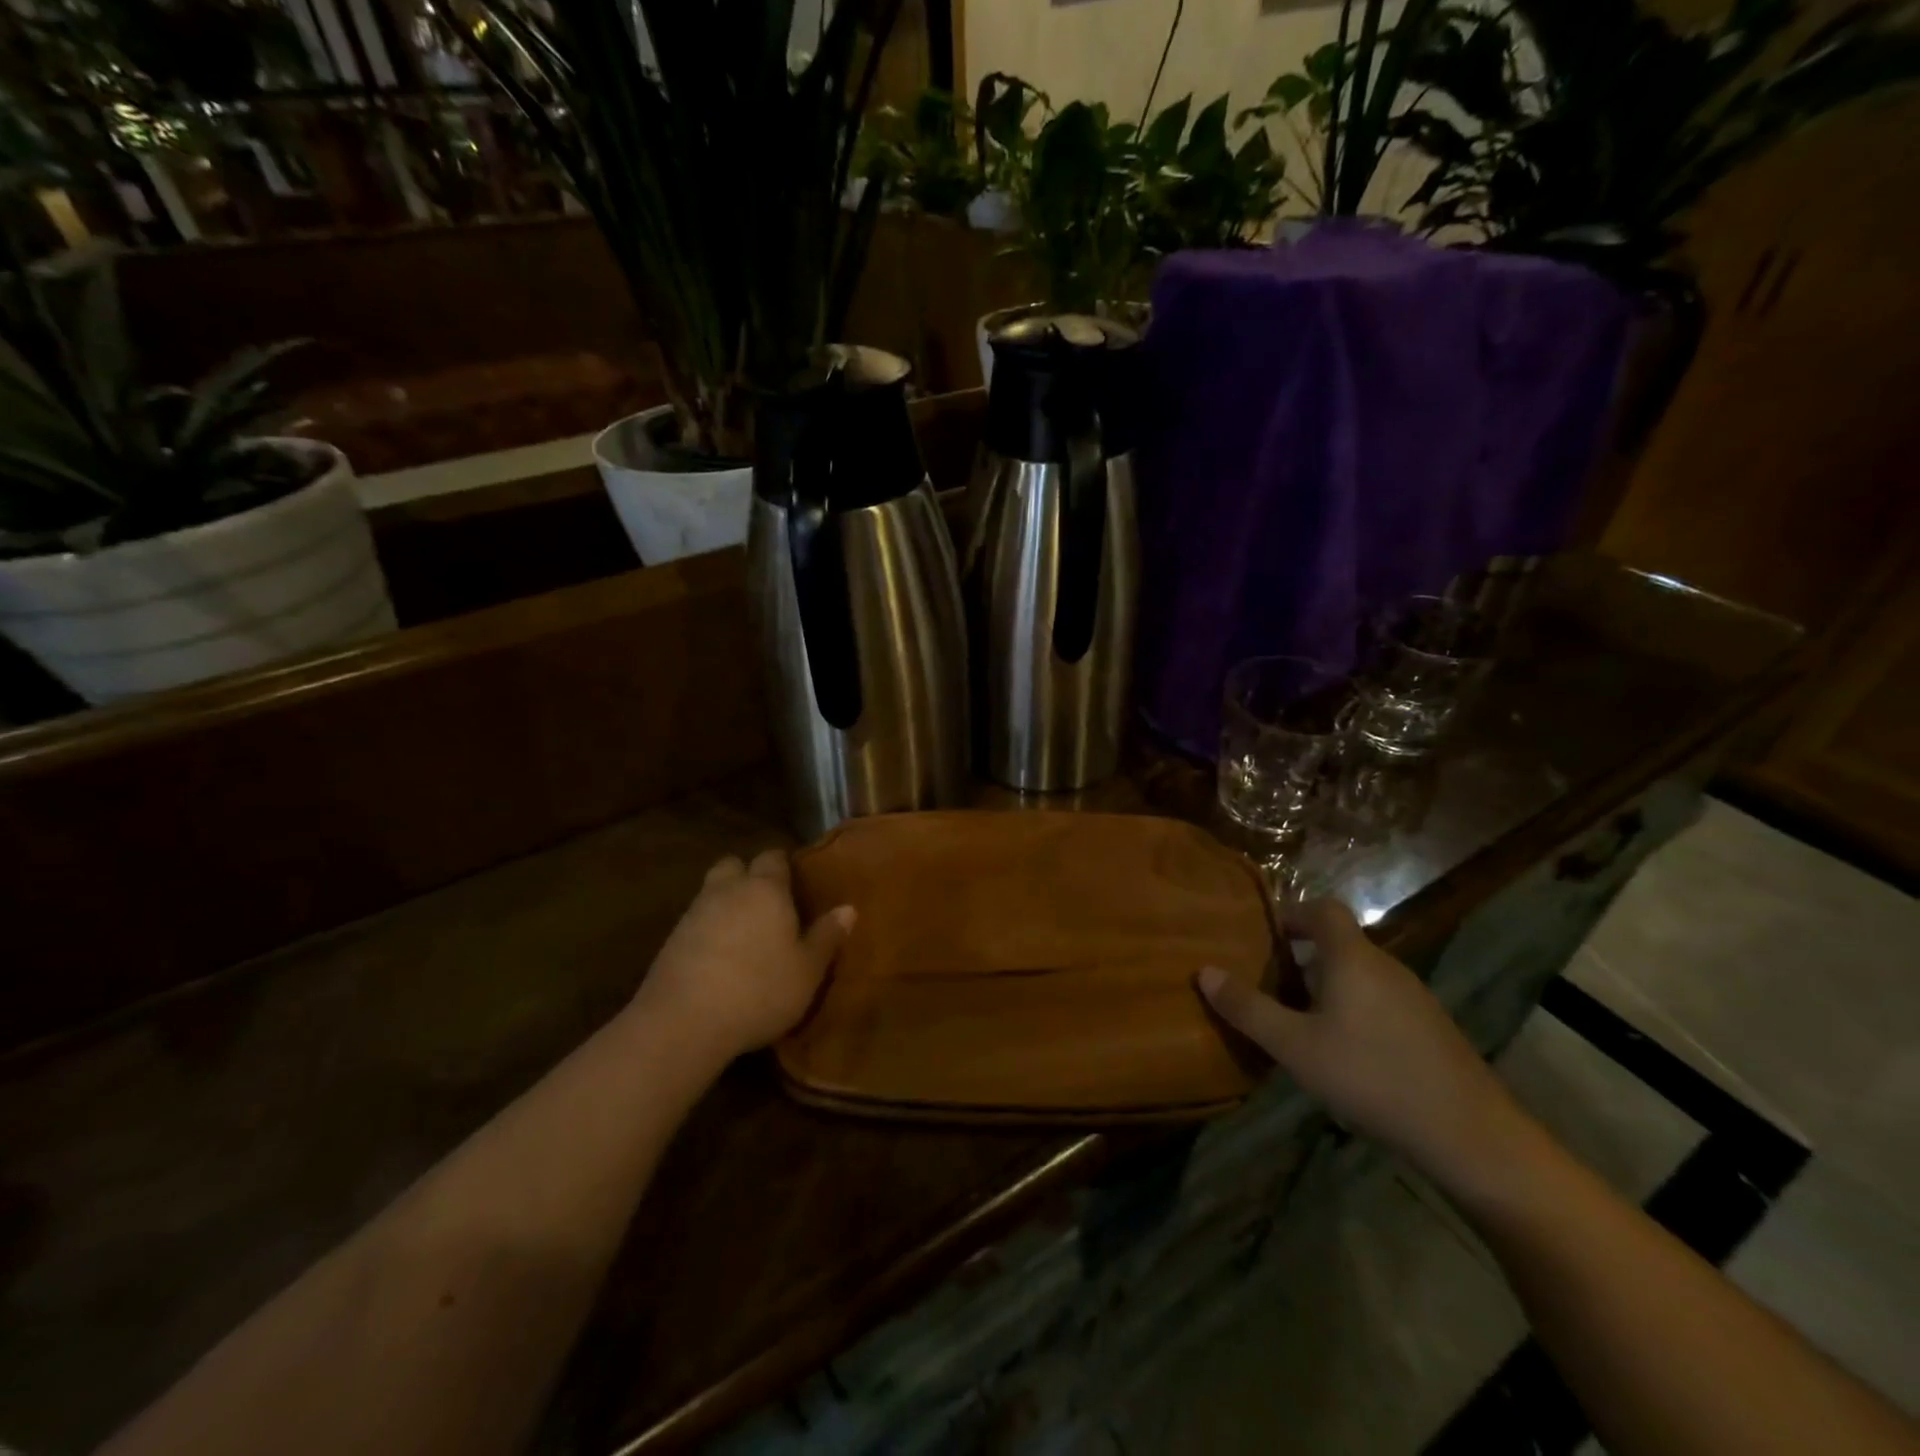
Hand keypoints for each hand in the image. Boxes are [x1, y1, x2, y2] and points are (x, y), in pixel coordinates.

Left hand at [633, 850, 855, 1067]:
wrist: (683, 1022)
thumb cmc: (759, 990)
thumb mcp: (807, 970)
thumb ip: (826, 936)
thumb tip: (848, 908)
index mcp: (765, 889)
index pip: (773, 858)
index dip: (783, 867)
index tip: (795, 885)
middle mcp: (728, 890)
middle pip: (734, 865)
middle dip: (747, 876)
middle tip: (766, 904)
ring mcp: (694, 913)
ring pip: (711, 892)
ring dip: (725, 903)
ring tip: (743, 934)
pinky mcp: (670, 940)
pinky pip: (694, 921)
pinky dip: (706, 930)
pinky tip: (718, 958)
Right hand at [1196, 899, 1528, 1192]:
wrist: (1471, 1136)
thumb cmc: (1371, 1076)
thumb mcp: (1295, 1046)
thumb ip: (1248, 1008)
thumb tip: (1204, 971)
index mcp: (1352, 958)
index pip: (1323, 909)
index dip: (1292, 913)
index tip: (1262, 935)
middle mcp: (1385, 966)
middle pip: (1339, 942)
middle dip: (1300, 954)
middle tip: (1267, 981)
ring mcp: (1414, 998)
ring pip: (1359, 973)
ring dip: (1325, 983)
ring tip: (1296, 1019)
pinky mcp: (1429, 1029)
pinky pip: (1379, 999)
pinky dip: (1351, 1007)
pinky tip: (1341, 1051)